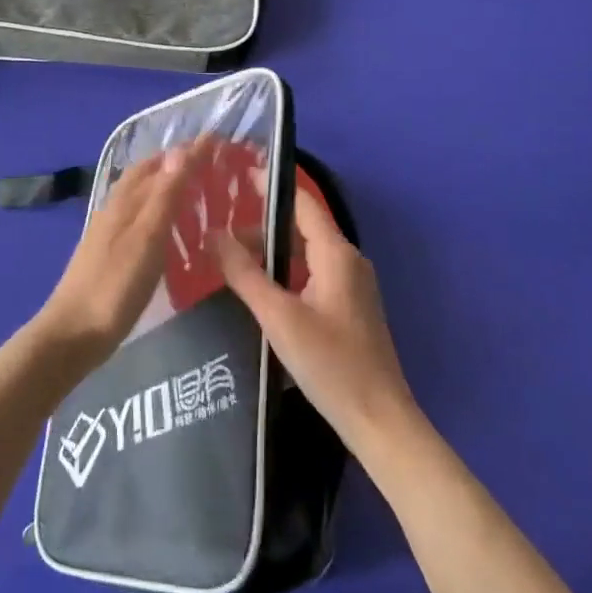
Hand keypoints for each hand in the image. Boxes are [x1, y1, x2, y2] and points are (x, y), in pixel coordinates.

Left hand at [31, 142, 205, 363]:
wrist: (73, 333)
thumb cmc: (115, 286)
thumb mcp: (146, 238)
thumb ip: (164, 195)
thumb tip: (181, 150)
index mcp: (126, 201)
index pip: (161, 164)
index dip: (189, 152)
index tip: (217, 139)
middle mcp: (115, 209)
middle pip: (146, 175)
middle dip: (176, 162)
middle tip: (209, 161)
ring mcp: (108, 232)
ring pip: (140, 196)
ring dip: (166, 184)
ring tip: (195, 188)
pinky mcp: (109, 253)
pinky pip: (138, 218)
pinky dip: (157, 210)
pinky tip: (168, 227)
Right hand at [215, 190, 418, 454]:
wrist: (378, 418)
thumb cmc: (329, 363)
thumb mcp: (278, 316)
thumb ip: (244, 274)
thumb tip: (213, 235)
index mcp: (336, 254)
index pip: (302, 202)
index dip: (270, 186)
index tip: (236, 174)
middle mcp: (348, 260)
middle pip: (302, 228)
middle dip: (262, 225)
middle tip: (219, 227)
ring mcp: (352, 285)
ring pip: (306, 253)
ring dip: (272, 251)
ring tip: (230, 257)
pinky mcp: (349, 307)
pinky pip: (312, 274)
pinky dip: (285, 272)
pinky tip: (259, 288)